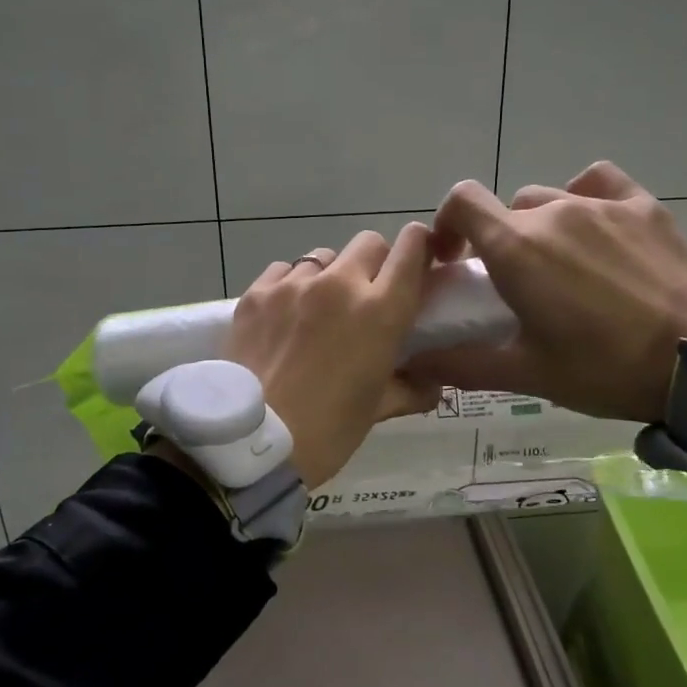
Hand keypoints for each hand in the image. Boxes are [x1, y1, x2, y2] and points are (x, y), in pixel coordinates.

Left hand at [225, 225, 439, 487]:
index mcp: (381, 311)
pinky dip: (291, 284)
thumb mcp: (377, 410)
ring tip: (319, 309)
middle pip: (368, 244)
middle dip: (375, 263)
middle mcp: (340, 284)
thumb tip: (433, 386)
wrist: (253, 443)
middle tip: (366, 296)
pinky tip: (285, 314)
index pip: (411, 249)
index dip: (419, 248)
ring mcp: (293, 285)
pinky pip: (283, 270)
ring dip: (330, 275)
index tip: (417, 262)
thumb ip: (410, 388)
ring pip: (323, 257)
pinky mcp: (256, 293)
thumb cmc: (328, 431)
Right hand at [409, 161, 686, 421]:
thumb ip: (462, 364)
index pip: (462, 201)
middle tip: (517, 285)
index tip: (454, 260)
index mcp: (516, 247)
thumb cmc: (604, 368)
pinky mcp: (643, 206)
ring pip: (550, 199)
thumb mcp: (527, 374)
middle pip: (506, 210)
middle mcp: (552, 211)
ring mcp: (601, 204)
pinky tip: (597, 227)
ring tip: (563, 265)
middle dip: (500, 241)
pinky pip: (599, 183)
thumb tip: (413, 361)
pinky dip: (586, 197)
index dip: (448, 224)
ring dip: (541, 226)